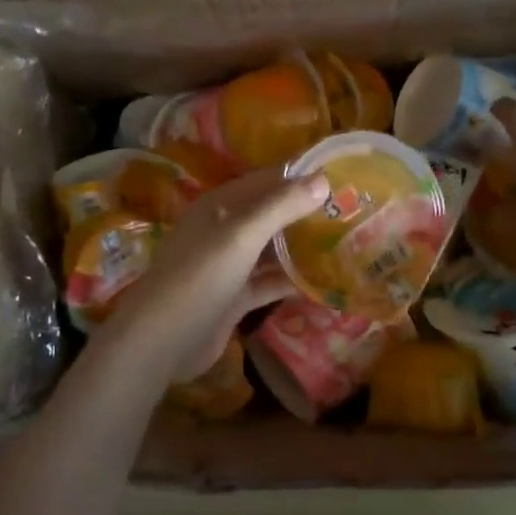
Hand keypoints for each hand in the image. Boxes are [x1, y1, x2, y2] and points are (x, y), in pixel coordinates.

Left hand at [92, 169, 329, 383]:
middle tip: (353, 211)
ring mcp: (229, 266)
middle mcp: (225, 230)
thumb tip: (323, 180)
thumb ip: (281, 207)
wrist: (162, 339)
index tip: (342, 175)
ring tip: (346, 242)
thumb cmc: (200, 277)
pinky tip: (324, 282)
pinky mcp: (234, 297)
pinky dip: (291, 281)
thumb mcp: (242, 235)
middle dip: (306, 212)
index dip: (301, 176)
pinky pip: (268, 282)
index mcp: (221, 206)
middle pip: (271, 214)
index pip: (267, 180)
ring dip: (302, 247)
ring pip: (271, 250)